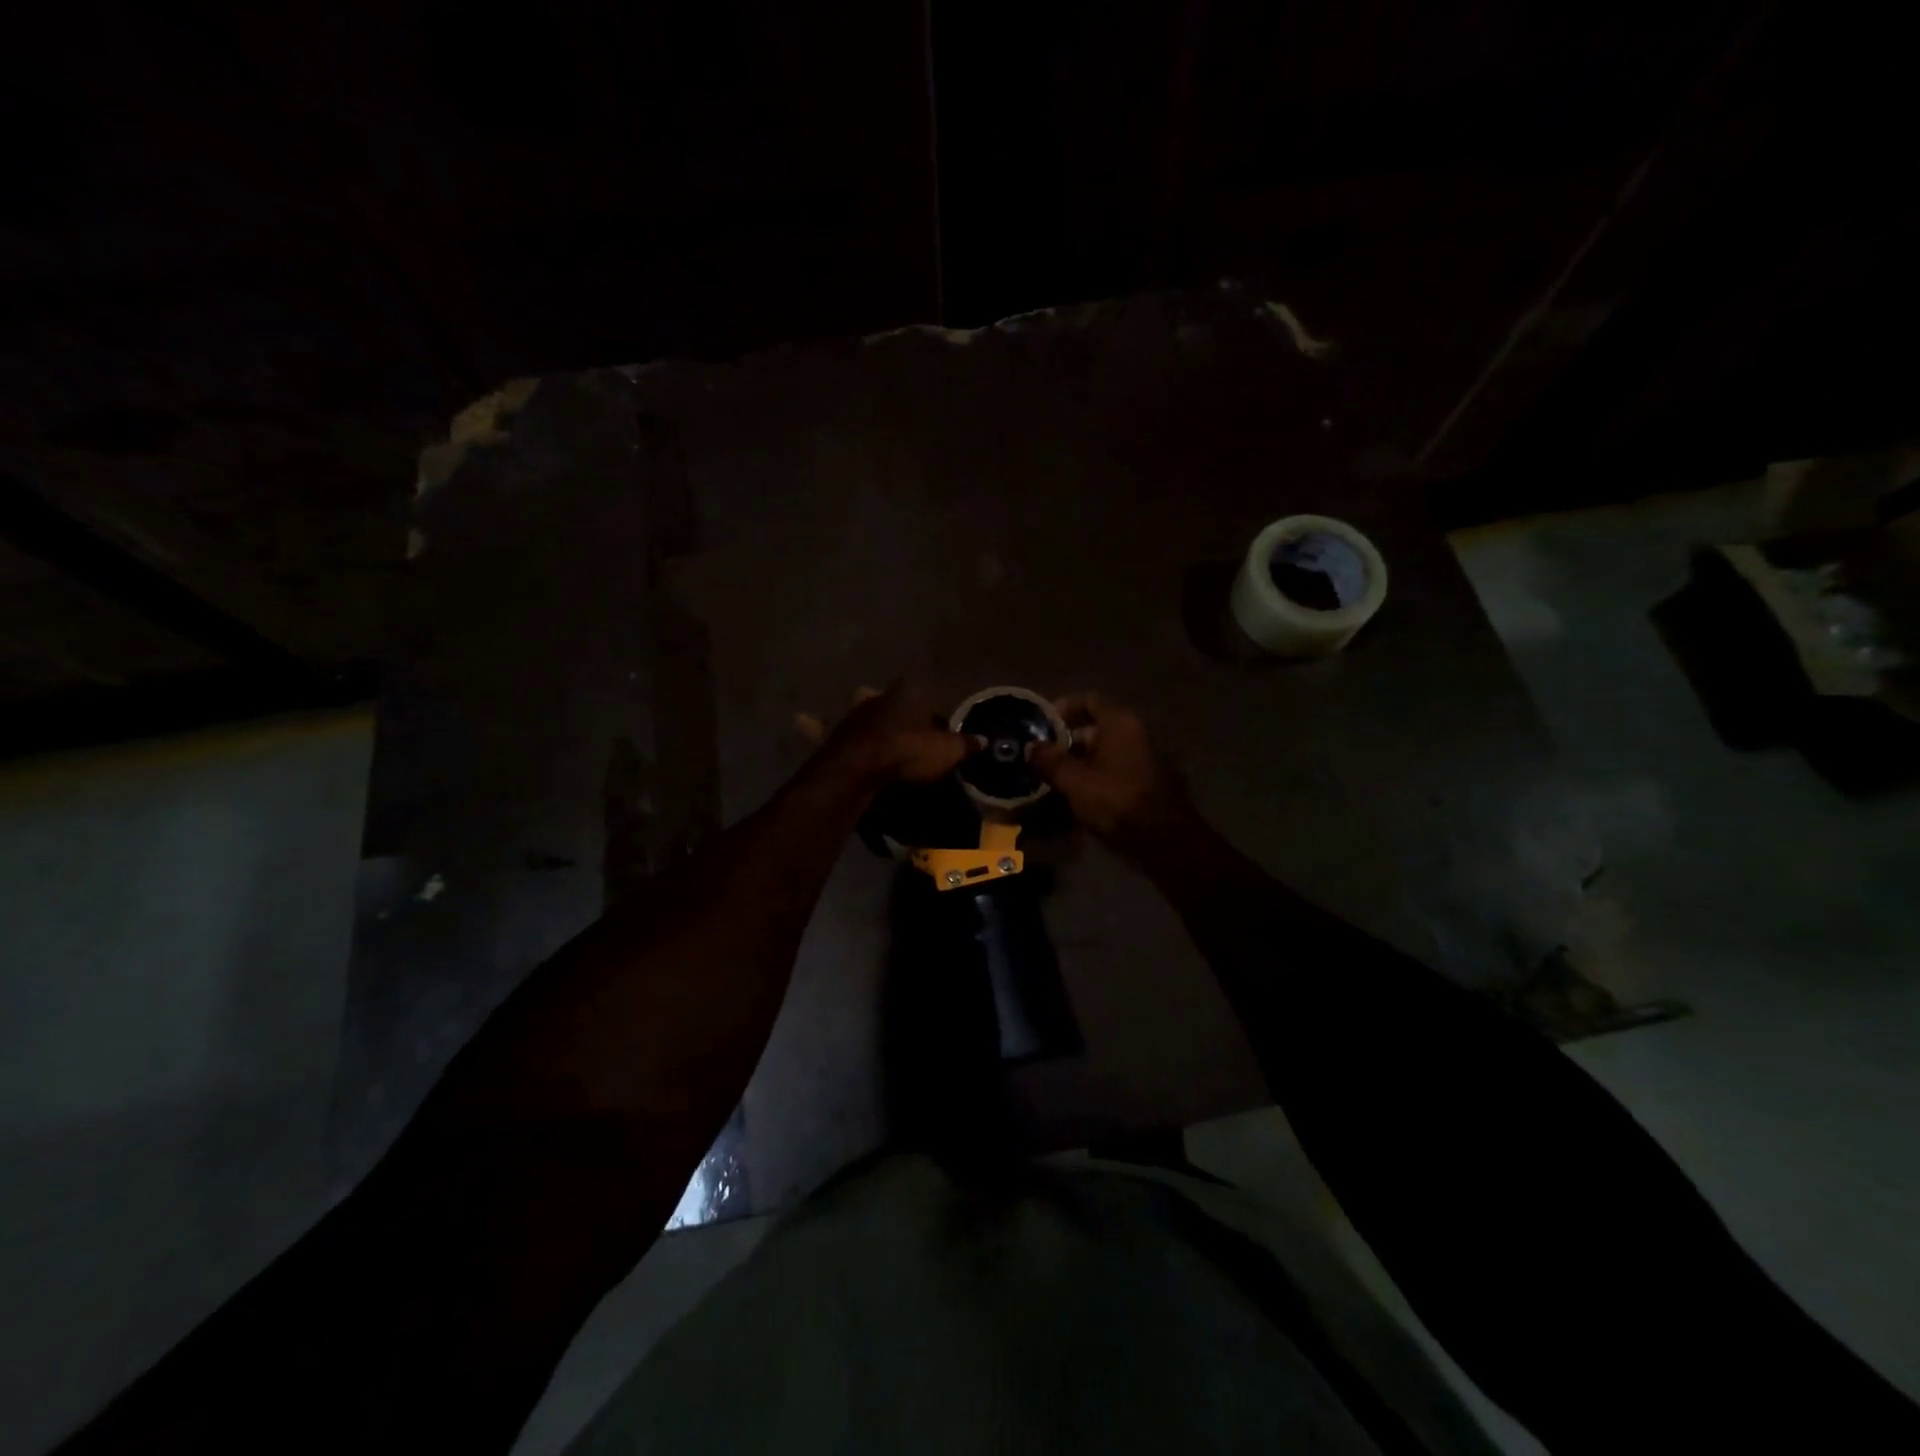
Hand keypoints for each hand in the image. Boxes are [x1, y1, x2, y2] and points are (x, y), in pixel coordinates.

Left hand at [803, 684, 972, 787]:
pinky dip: (813, 723)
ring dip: (865, 718)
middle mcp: (878, 697)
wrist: (858, 769)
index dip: (934, 715)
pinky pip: (820, 726)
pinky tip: (802, 718)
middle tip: (906, 732)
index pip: (926, 696)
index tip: (939, 732)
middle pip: (892, 700)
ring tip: (872, 732)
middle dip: (897, 710)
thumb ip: (965, 745)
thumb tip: (984, 742)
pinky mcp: (832, 733)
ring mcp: (852, 714)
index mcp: (908, 694)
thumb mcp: (947, 752)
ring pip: (860, 708)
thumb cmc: (907, 753)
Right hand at [1030, 693, 1181, 839]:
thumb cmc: (1116, 799)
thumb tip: (1031, 747)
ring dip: (1078, 760)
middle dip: (1066, 740)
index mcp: (1120, 722)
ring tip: (1053, 777)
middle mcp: (1135, 732)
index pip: (1089, 699)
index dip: (1063, 708)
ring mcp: (1143, 756)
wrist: (1163, 839)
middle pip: (1095, 726)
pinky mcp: (1145, 779)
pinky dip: (1094, 774)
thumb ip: (1050, 761)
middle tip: (1042, 756)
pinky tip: (1075, 793)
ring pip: (1103, 750)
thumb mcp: (1074, 780)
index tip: (1042, 725)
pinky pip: (1113, 767)